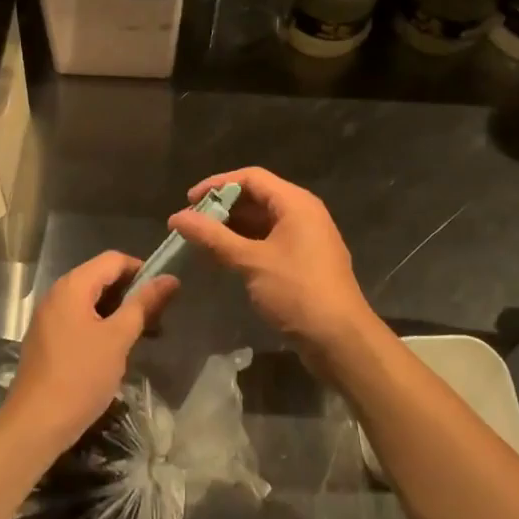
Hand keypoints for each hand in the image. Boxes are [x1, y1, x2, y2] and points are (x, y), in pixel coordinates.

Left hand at [3, 252, 178, 456]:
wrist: (35, 425)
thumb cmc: (80, 376)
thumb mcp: (118, 338)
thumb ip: (143, 304)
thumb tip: (170, 278)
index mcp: (73, 285)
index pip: (114, 259)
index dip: (142, 270)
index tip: (164, 292)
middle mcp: (58, 293)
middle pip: (102, 277)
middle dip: (132, 293)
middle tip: (159, 316)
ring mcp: (49, 316)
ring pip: (92, 301)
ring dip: (119, 311)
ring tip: (144, 334)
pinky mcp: (47, 338)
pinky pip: (80, 318)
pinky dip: (101, 324)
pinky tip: (118, 348)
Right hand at [168, 167, 377, 355]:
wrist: (341, 340)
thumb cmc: (297, 292)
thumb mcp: (251, 262)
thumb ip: (213, 237)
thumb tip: (177, 217)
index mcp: (295, 203)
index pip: (251, 177)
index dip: (217, 184)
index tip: (189, 200)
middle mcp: (303, 213)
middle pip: (257, 197)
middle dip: (223, 207)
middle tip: (192, 223)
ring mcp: (306, 238)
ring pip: (263, 221)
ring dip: (232, 228)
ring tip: (202, 241)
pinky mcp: (305, 261)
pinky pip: (270, 240)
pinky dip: (246, 244)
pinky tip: (225, 259)